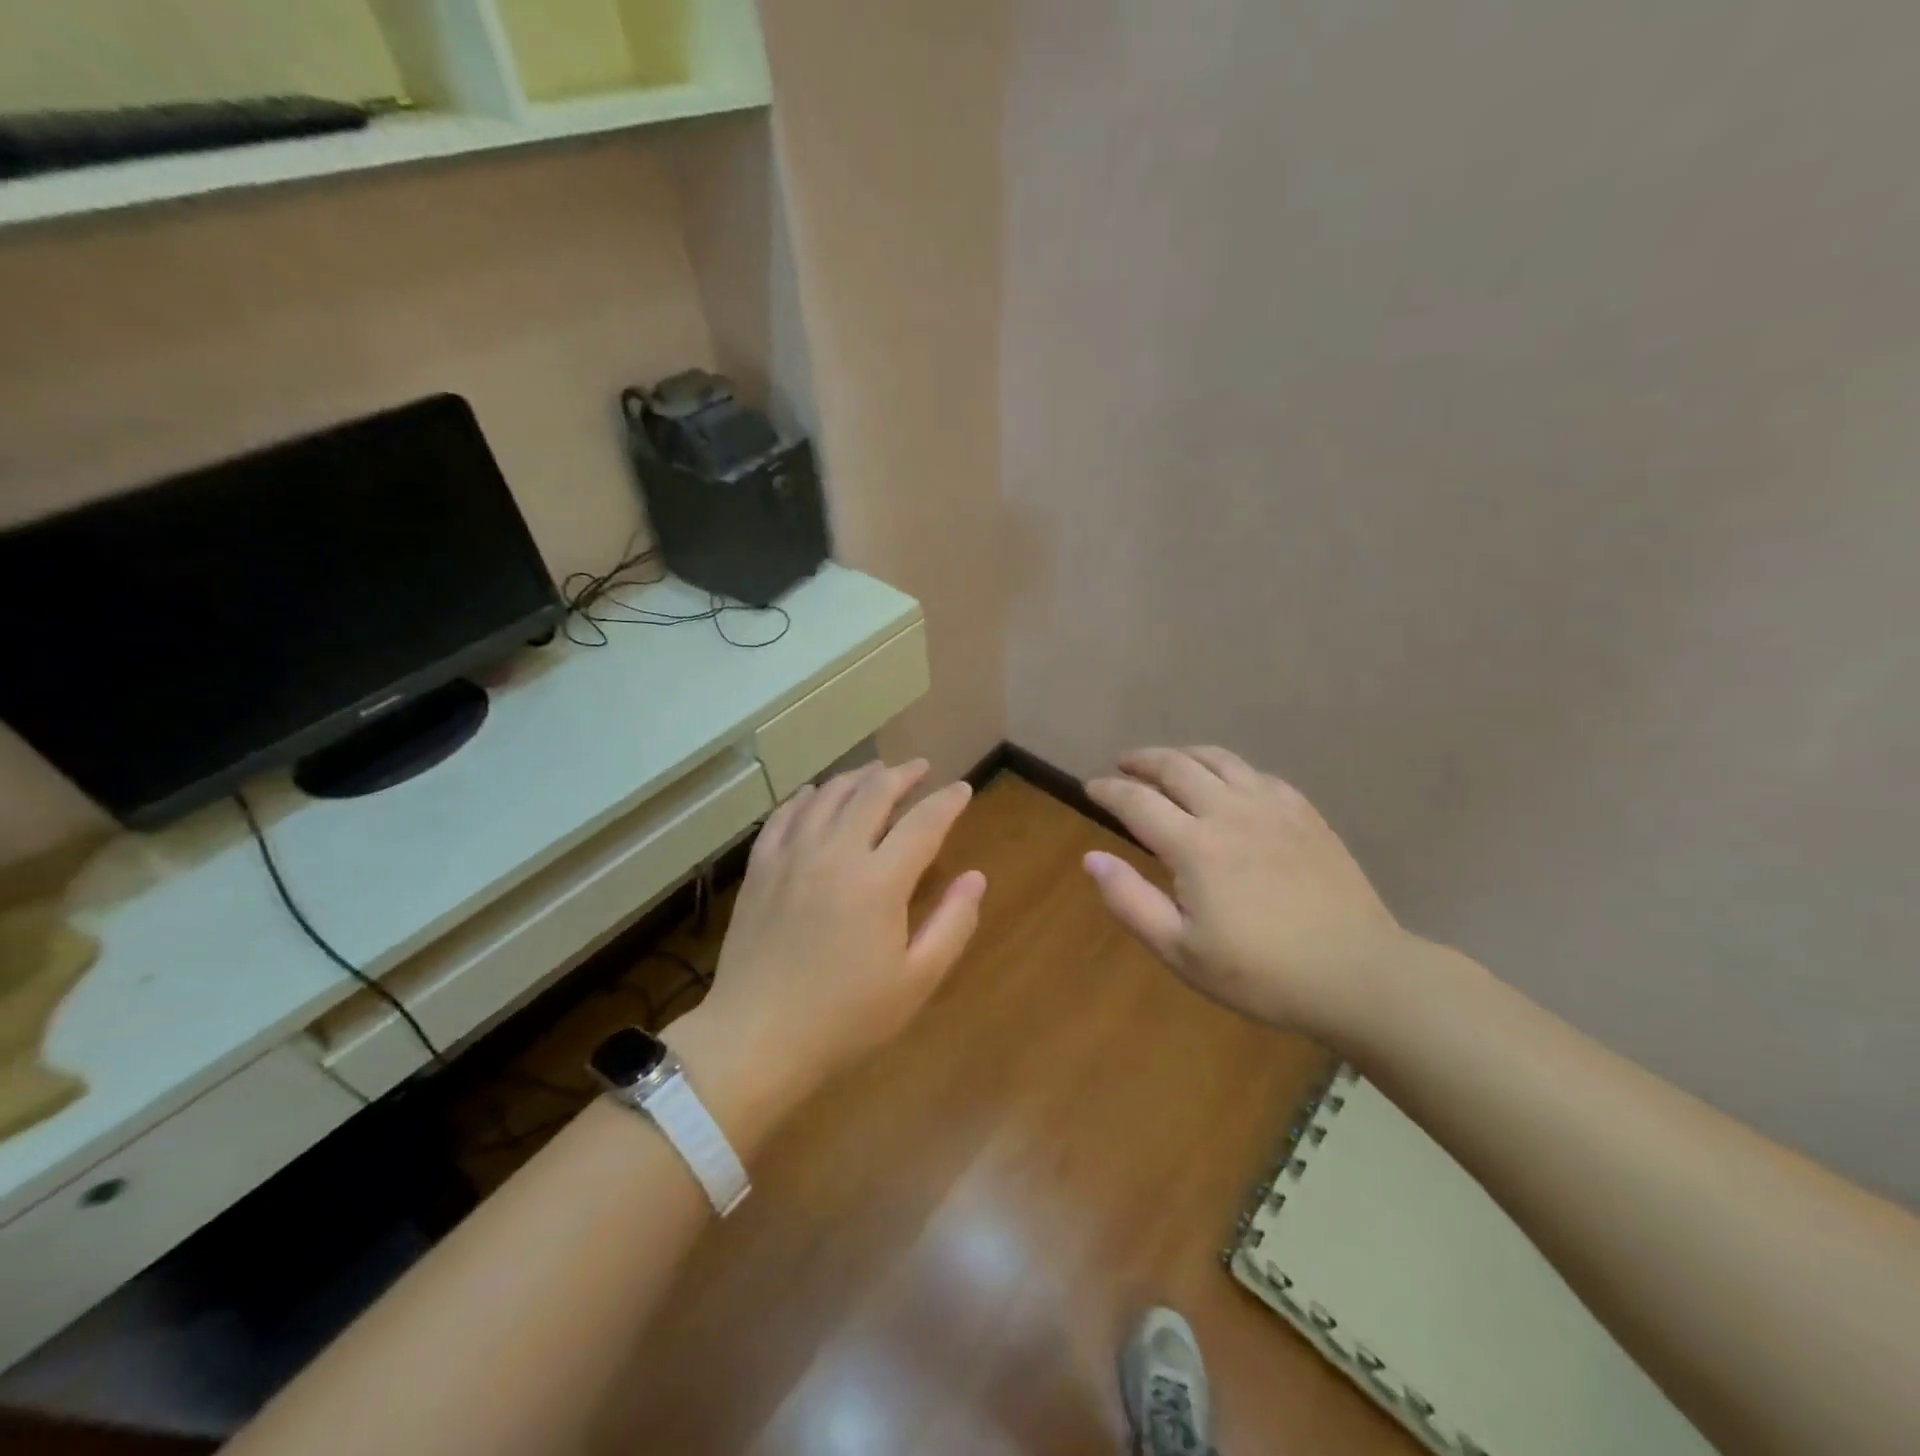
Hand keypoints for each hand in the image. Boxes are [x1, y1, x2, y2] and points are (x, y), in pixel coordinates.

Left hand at [681, 760, 986, 1117]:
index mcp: (879, 881)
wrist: (756, 1038)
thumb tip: (976, 877)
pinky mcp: (761, 867)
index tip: (962, 789)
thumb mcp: (916, 981)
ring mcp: (792, 856)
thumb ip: (953, 924)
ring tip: (877, 772)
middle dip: (903, 775)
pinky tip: (816, 793)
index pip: (923, 823)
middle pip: (873, 793)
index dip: (947, 801)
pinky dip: (808, 796)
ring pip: (829, 795)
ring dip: (858, 777)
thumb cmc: (845, 1017)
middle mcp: (835, 853)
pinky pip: (786, 814)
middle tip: (921, 768)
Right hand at [1084, 746, 1406, 1038]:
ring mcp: (1273, 808)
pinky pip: (1257, 773)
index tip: (1090, 787)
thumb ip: (1130, 901)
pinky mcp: (1305, 813)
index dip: (1108, 790)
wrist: (1358, 975)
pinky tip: (1226, 782)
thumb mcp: (1181, 951)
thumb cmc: (1261, 974)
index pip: (1137, 801)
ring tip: (1166, 761)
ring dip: (1183, 754)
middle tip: (1123, 764)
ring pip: (1218, 759)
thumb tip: (1092, 857)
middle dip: (1142, 760)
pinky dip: (1228, 769)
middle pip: (1176, 766)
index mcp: (1196, 846)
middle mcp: (1230, 812)